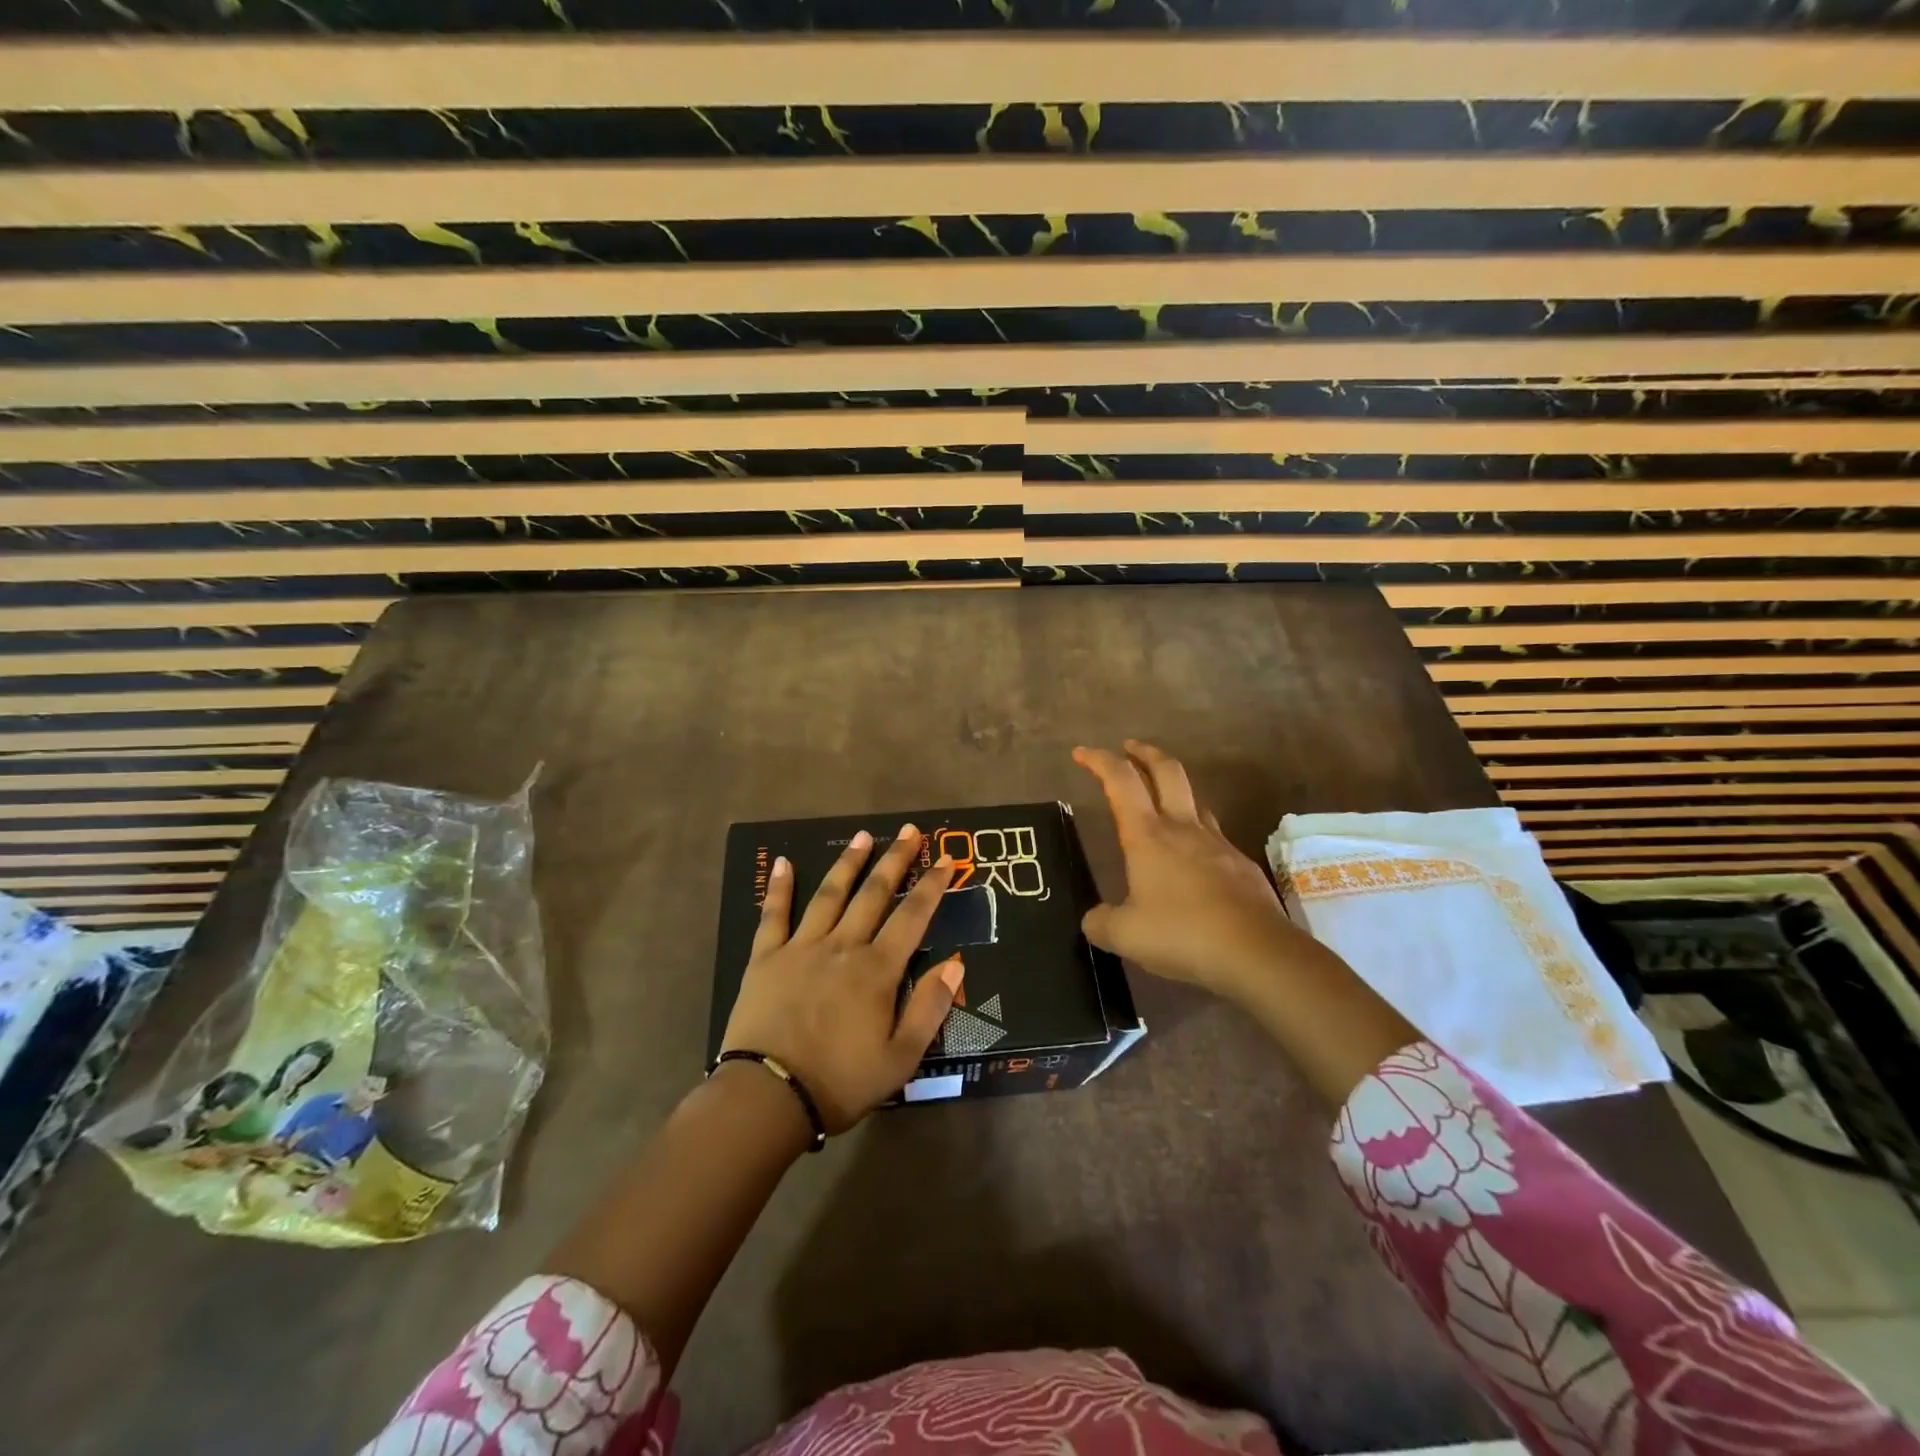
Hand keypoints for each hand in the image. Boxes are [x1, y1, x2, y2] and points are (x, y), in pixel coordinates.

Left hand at [721, 824, 964, 1133]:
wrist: (768, 1097)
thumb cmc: (840, 1082)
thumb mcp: (901, 1058)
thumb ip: (930, 1008)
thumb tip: (956, 962)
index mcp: (877, 970)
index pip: (912, 916)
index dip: (932, 886)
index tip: (946, 859)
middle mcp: (843, 946)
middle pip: (874, 894)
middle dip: (895, 860)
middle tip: (910, 831)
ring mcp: (801, 947)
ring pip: (830, 894)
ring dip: (849, 863)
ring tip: (863, 836)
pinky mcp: (766, 958)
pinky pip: (773, 915)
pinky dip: (779, 887)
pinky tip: (782, 862)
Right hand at [1074, 741, 1325, 1007]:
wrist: (1256, 952)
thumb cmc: (1182, 934)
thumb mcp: (1125, 935)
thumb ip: (1101, 923)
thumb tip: (1093, 920)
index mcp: (1148, 836)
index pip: (1121, 782)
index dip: (1100, 761)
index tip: (1082, 752)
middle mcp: (1183, 828)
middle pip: (1166, 771)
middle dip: (1145, 753)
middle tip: (1129, 747)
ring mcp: (1217, 844)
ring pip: (1194, 800)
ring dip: (1174, 789)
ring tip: (1161, 801)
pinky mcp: (1240, 865)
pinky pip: (1213, 836)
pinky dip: (1196, 833)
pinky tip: (1193, 859)